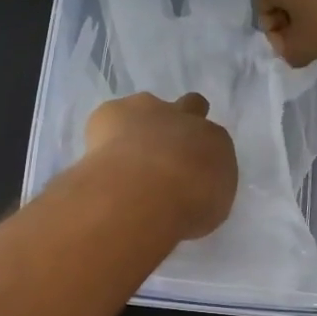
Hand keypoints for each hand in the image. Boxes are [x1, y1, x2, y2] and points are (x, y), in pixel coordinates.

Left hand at [85, 92, 236, 239]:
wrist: (145, 191)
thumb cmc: (186, 208)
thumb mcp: (209, 210)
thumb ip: (201, 192)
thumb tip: (187, 192)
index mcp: (216, 142)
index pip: (213, 140)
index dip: (198, 155)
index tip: (188, 175)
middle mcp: (186, 118)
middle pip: (191, 105)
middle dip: (180, 120)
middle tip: (164, 150)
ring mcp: (148, 109)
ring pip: (148, 106)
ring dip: (140, 126)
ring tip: (124, 159)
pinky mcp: (113, 111)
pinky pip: (111, 118)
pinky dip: (106, 135)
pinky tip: (100, 159)